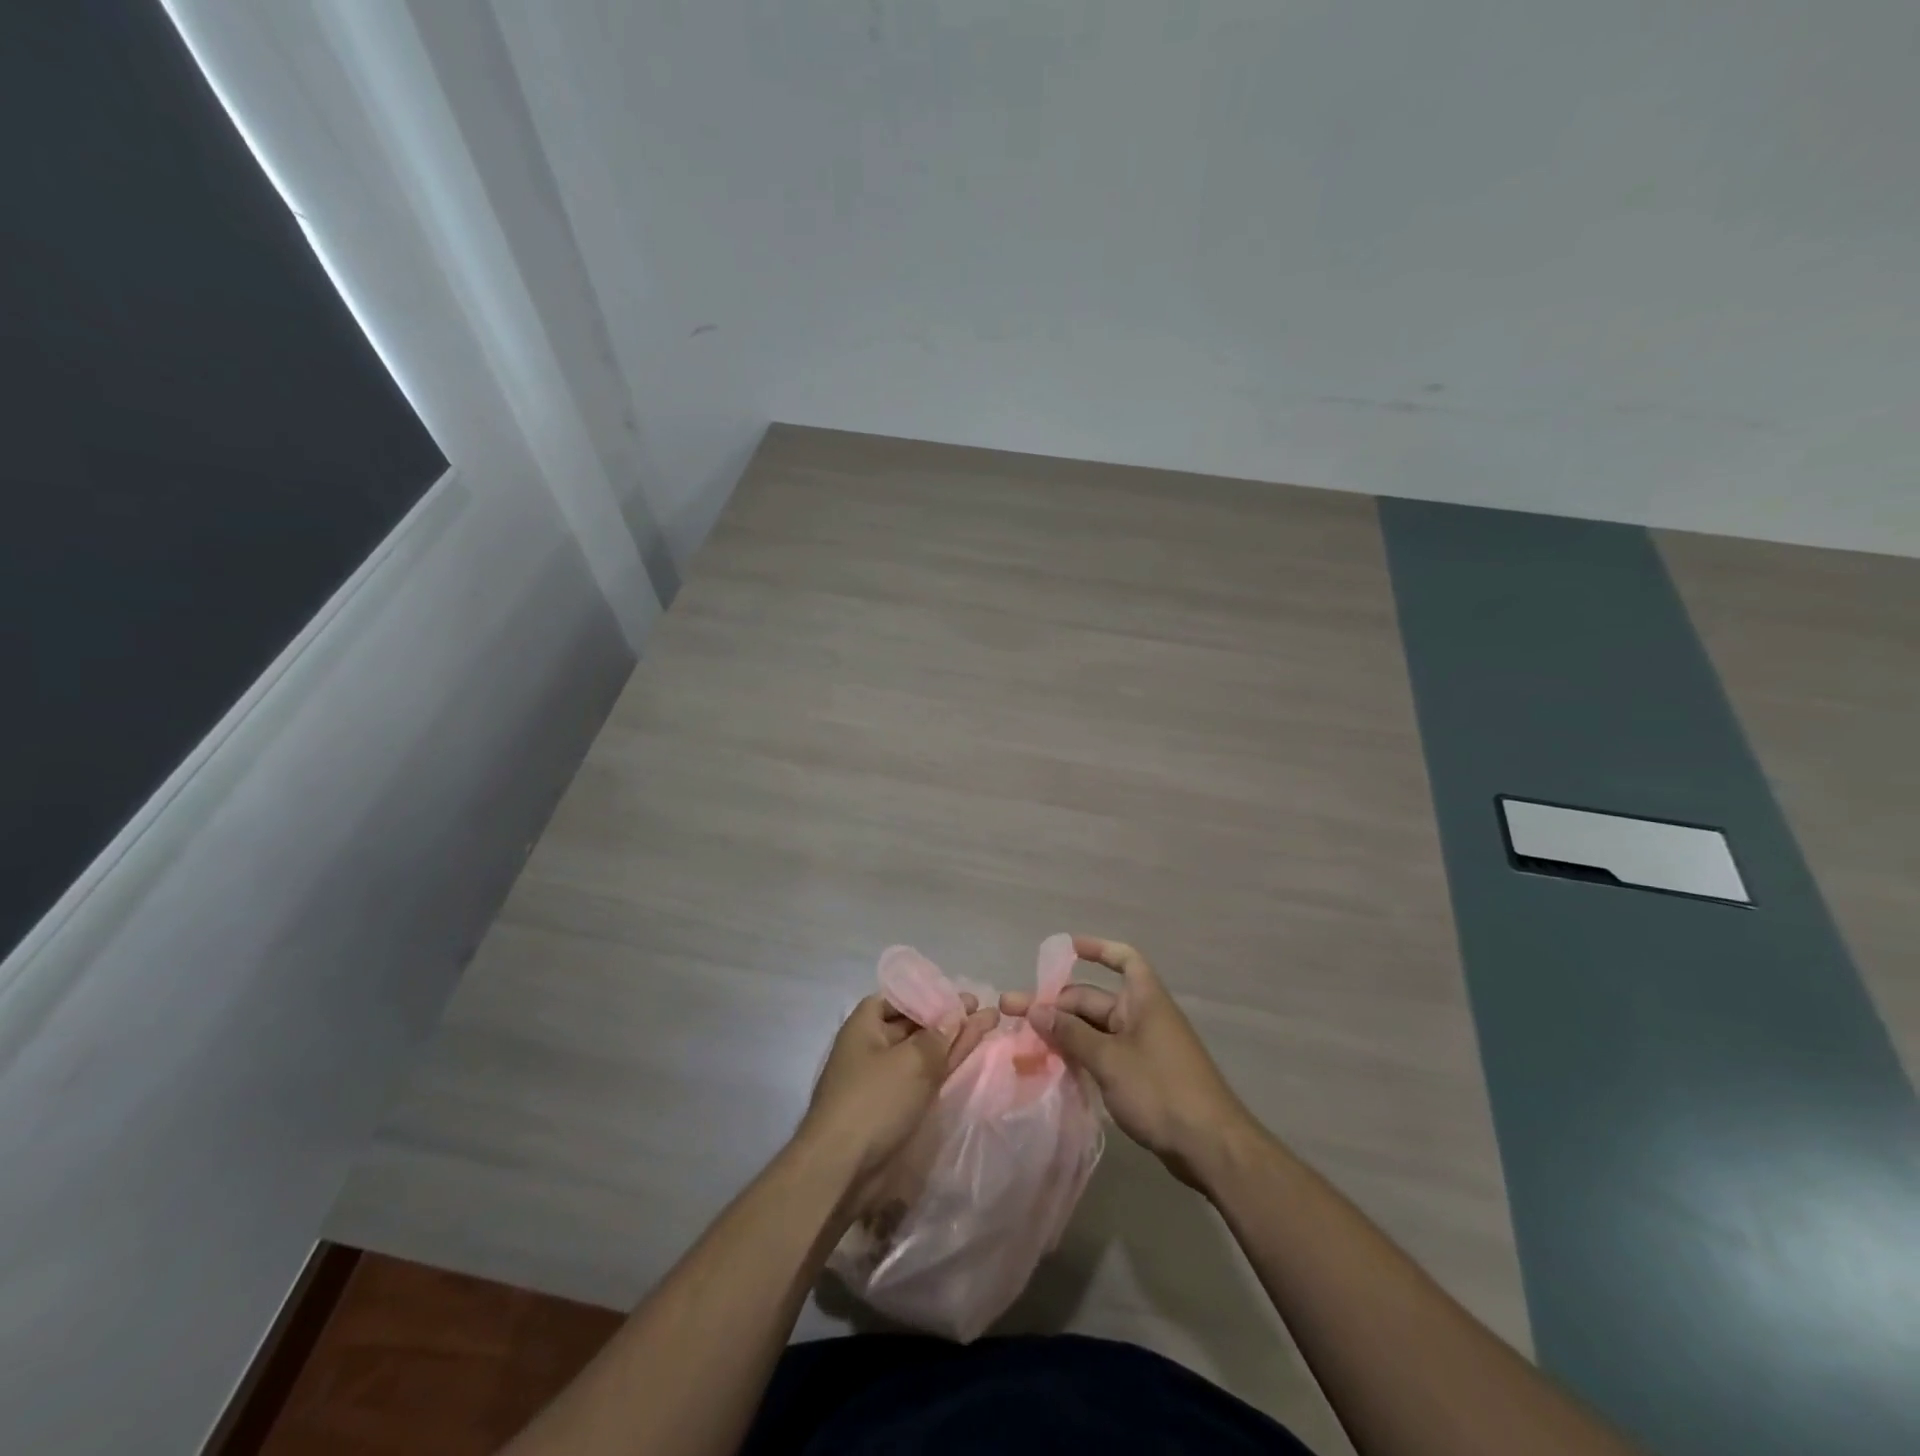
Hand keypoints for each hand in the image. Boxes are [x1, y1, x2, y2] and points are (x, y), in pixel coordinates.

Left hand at [798, 992, 997, 1199]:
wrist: (844, 1170)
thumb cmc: (873, 1100)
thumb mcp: (911, 1061)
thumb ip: (938, 1036)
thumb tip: (956, 1014)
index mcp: (864, 1027)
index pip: (896, 998)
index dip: (925, 993)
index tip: (955, 993)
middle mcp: (874, 1048)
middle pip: (914, 1024)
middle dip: (947, 1016)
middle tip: (982, 1008)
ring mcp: (887, 1079)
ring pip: (925, 1051)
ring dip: (954, 1039)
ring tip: (990, 1023)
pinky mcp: (898, 1107)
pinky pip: (927, 1076)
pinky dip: (948, 1065)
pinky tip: (972, 1054)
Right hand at [1002, 936, 1254, 1188]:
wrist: (1210, 1147)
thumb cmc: (1161, 1090)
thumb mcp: (1109, 1060)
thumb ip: (1071, 1034)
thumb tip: (1036, 1010)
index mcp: (1144, 1000)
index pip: (1123, 959)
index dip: (1096, 950)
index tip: (1066, 949)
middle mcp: (1143, 1017)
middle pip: (1094, 1000)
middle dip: (1056, 1004)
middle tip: (1013, 1012)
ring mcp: (1142, 1048)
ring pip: (1095, 1030)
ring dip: (1063, 1032)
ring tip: (1024, 1039)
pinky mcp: (1141, 1077)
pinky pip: (1103, 1054)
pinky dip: (1079, 1055)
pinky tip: (1051, 1066)